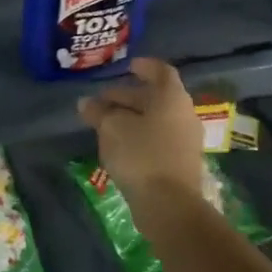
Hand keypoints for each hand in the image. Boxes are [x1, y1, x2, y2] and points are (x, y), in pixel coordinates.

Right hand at [78, 58, 207, 200]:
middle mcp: (183, 114)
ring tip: (104, 124)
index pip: (161, 72)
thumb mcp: (111, 127)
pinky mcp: (179, 162)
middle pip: (155, 97)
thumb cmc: (140, 154)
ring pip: (155, 119)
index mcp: (171, 98)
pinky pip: (157, 138)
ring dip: (131, 118)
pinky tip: (118, 144)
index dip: (145, 66)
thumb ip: (99, 111)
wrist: (169, 205)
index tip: (128, 66)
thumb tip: (87, 103)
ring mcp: (184, 140)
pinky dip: (138, 135)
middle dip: (127, 96)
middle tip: (101, 101)